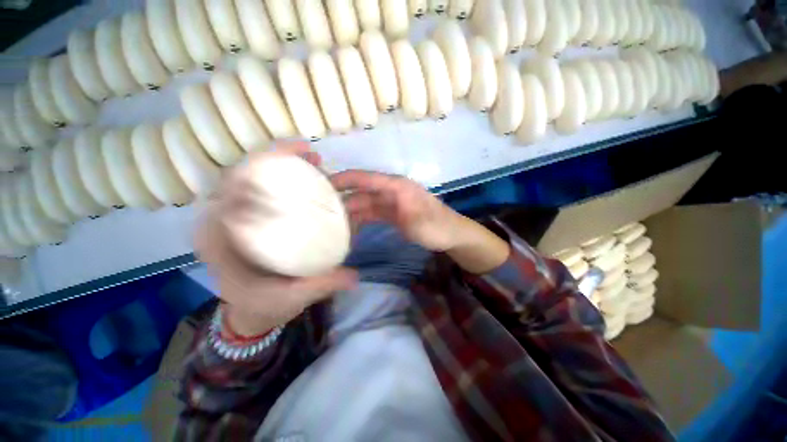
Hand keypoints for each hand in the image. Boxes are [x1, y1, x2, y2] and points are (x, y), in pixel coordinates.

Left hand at [195, 142, 357, 335]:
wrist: (253, 308)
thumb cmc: (266, 303)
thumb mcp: (293, 298)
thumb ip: (321, 285)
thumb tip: (354, 276)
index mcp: (220, 242)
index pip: (229, 194)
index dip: (257, 173)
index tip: (294, 166)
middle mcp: (221, 223)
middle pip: (240, 177)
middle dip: (273, 159)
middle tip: (311, 156)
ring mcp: (233, 216)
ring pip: (251, 177)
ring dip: (278, 162)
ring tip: (312, 159)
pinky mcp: (248, 216)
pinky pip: (261, 187)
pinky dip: (281, 175)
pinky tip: (306, 175)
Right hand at [330, 171, 463, 251]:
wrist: (451, 235)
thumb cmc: (436, 227)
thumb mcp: (419, 221)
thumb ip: (395, 210)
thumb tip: (371, 205)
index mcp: (397, 186)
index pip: (367, 178)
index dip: (346, 179)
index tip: (324, 184)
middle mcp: (391, 191)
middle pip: (362, 191)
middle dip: (343, 196)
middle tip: (320, 205)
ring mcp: (391, 202)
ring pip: (365, 202)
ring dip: (350, 209)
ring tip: (330, 219)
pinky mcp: (391, 213)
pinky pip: (371, 213)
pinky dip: (360, 218)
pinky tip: (348, 226)